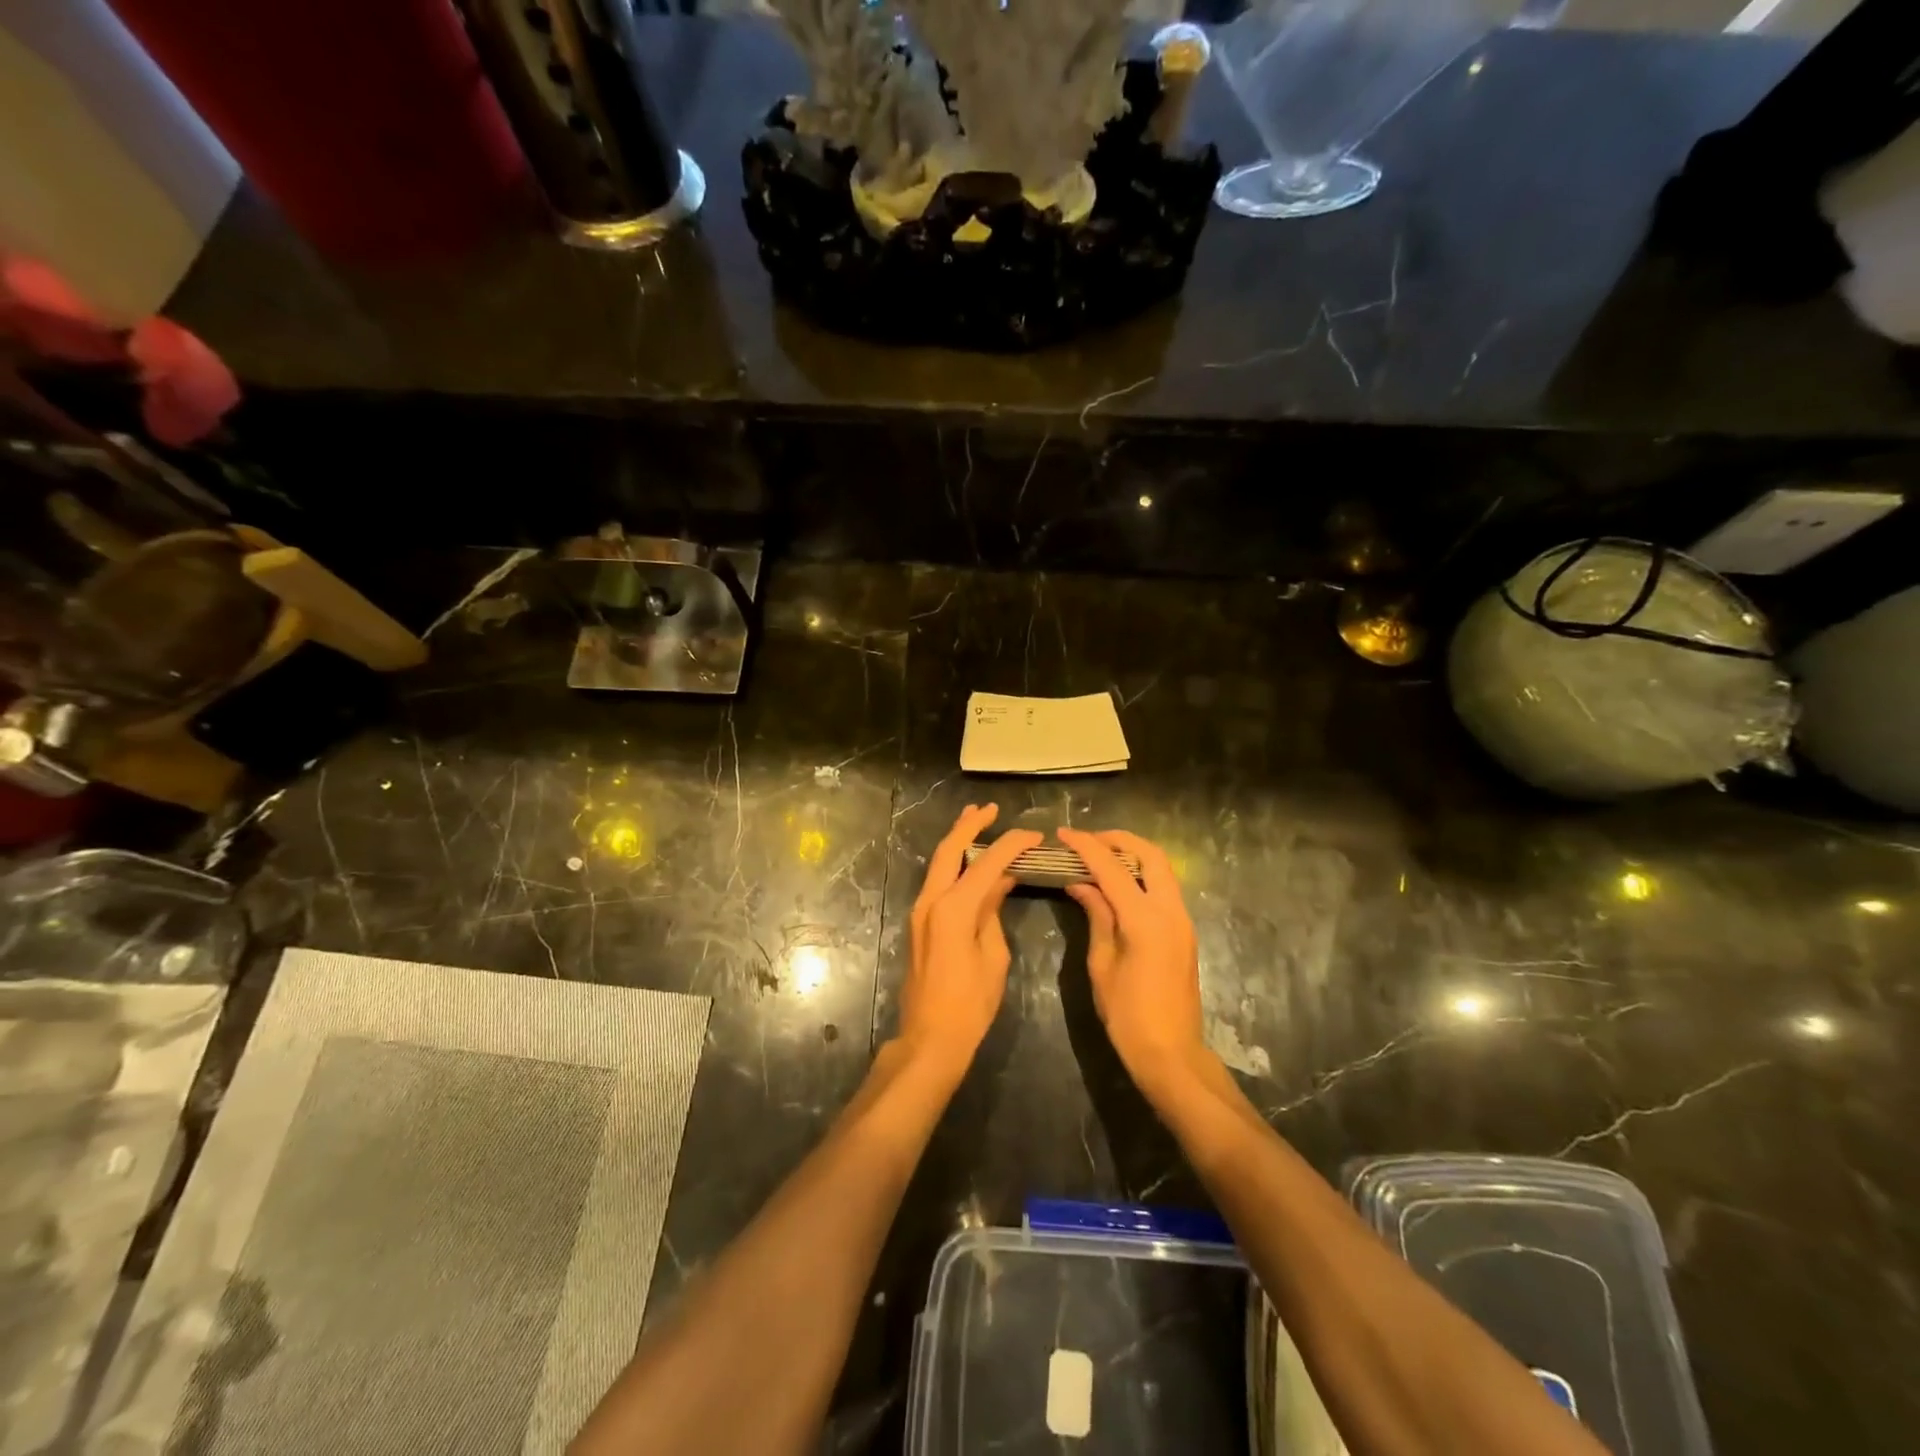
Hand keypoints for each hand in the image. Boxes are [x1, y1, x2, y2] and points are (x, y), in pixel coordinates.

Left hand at [898, 805, 1041, 1079]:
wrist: (930, 1036)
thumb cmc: (970, 1003)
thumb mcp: (993, 955)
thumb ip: (993, 911)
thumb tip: (1001, 881)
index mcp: (953, 908)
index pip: (987, 863)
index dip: (1012, 844)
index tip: (1034, 834)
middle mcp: (931, 900)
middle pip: (949, 849)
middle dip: (968, 825)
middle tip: (990, 809)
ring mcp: (921, 910)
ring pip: (939, 862)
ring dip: (958, 840)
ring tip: (977, 820)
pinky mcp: (920, 921)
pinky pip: (938, 880)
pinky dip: (955, 864)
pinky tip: (972, 861)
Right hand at [1057, 828, 1209, 1094]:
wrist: (1171, 1053)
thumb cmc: (1128, 1015)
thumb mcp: (1102, 964)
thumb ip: (1097, 916)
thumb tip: (1081, 884)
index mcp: (1145, 920)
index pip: (1112, 868)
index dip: (1086, 847)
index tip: (1063, 833)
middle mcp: (1170, 911)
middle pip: (1151, 855)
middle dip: (1119, 840)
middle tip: (1088, 840)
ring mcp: (1182, 920)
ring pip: (1162, 869)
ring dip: (1132, 855)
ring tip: (1099, 857)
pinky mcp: (1184, 931)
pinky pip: (1164, 888)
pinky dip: (1141, 875)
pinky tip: (1116, 884)